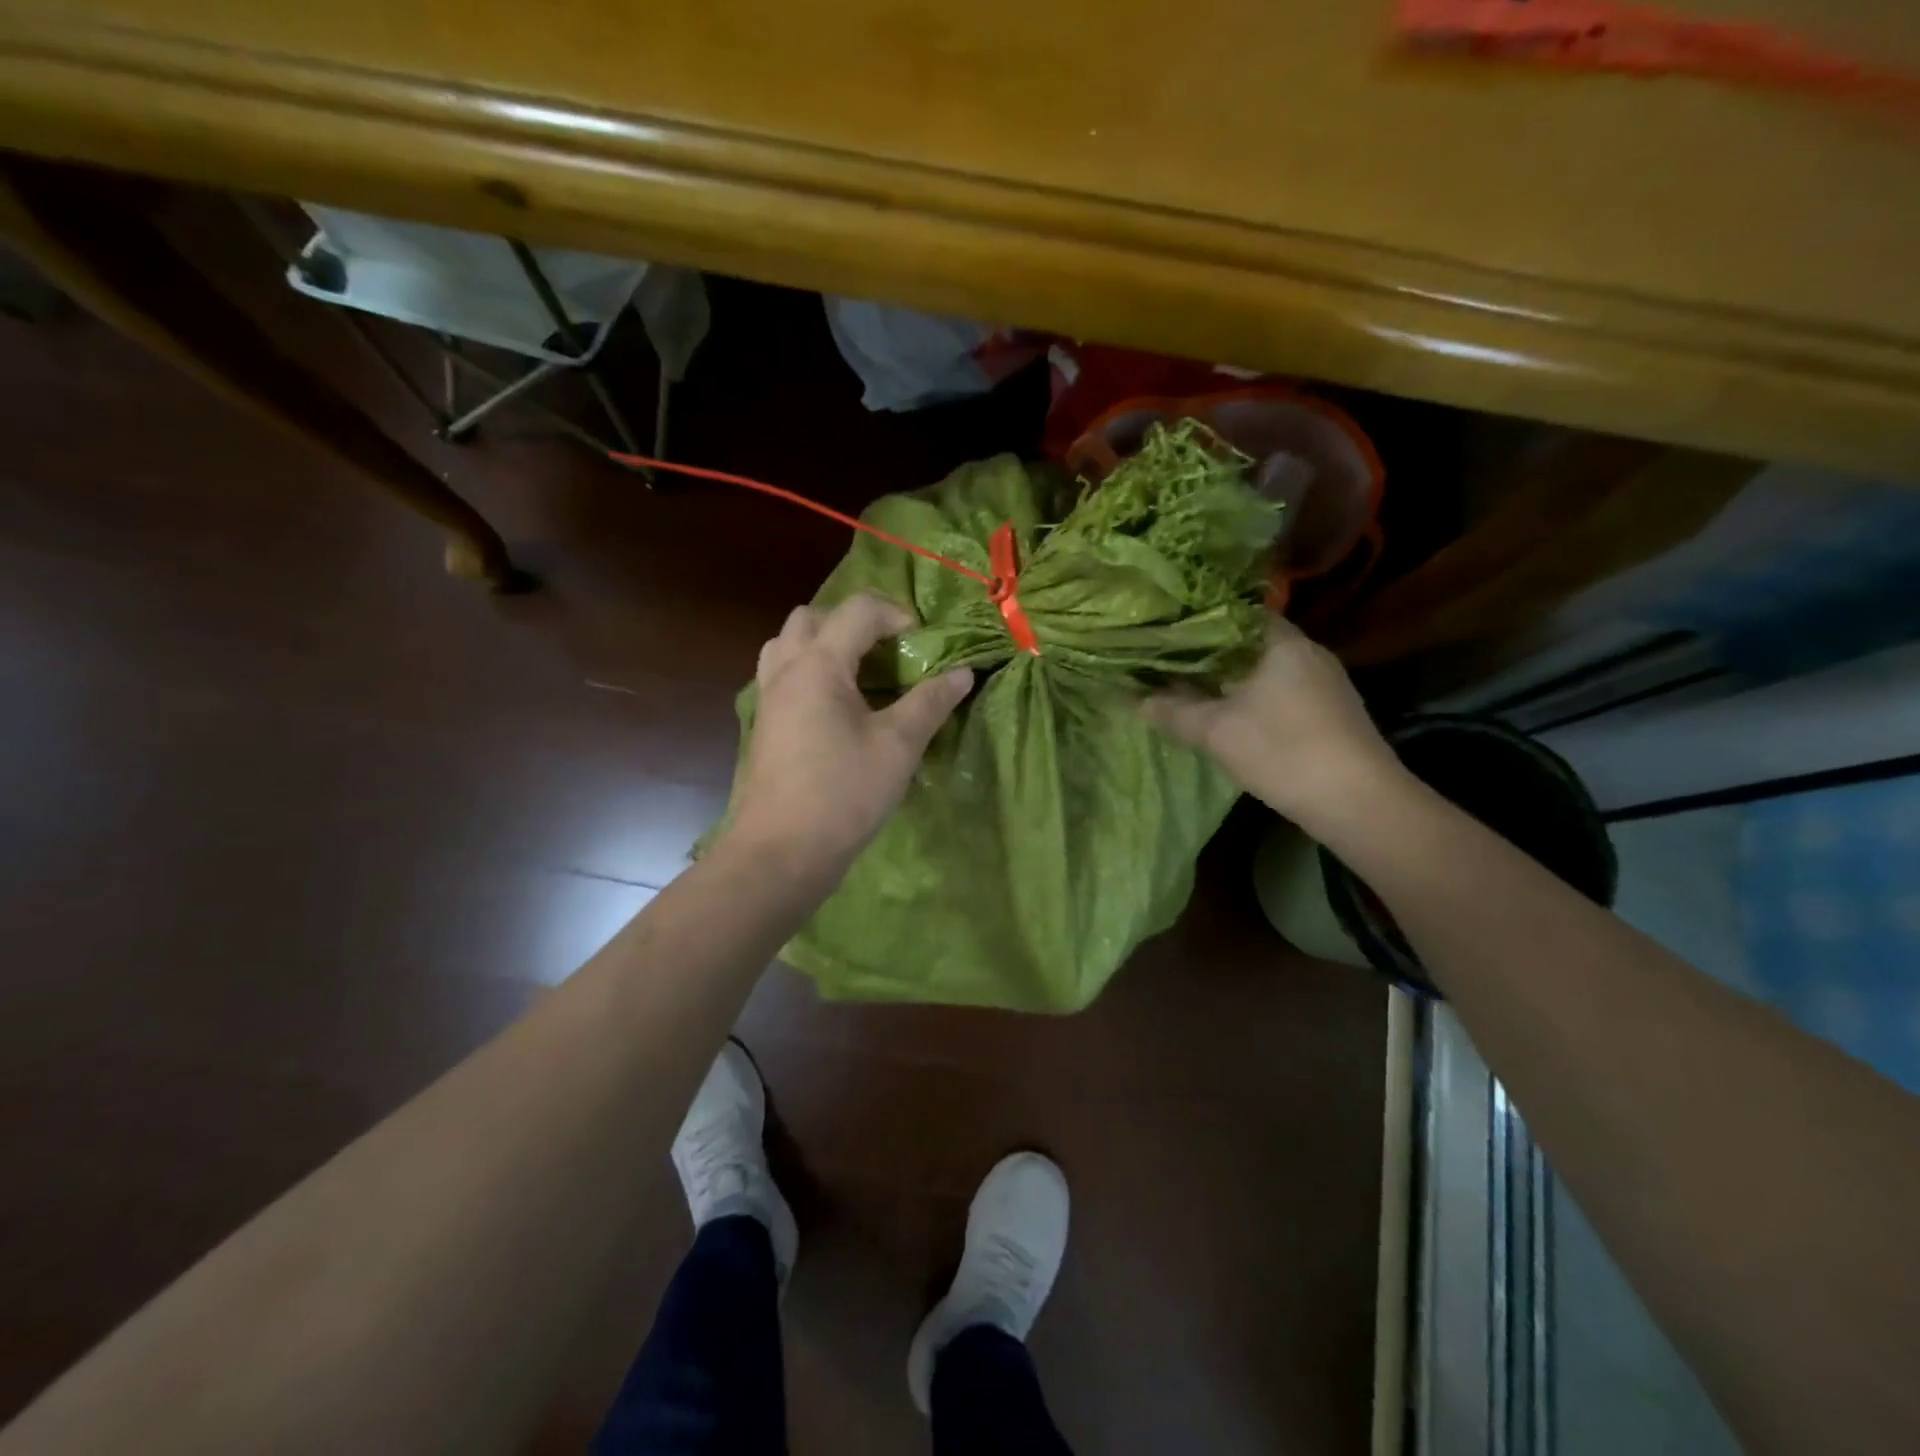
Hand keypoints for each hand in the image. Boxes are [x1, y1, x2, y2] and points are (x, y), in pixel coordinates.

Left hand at [726, 594, 971, 873]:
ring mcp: (767, 698)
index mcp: (818, 665)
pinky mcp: (764, 725)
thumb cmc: (843, 793)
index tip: (922, 642)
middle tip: (886, 650)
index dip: (895, 614)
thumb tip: (963, 672)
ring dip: (823, 644)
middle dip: (852, 622)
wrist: (781, 851)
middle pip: (811, 617)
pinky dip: (808, 671)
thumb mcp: (898, 746)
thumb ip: (930, 702)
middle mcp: (785, 670)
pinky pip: (782, 675)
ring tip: (858, 672)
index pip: (858, 611)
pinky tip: (836, 707)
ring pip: (788, 644)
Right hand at [1141, 614, 1402, 828]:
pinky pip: (1282, 689)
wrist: (1358, 801)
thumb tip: (1136, 699)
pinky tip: (1233, 716)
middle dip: (1209, 654)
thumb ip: (1172, 711)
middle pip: (1248, 642)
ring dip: (1232, 678)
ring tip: (1193, 689)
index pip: (1232, 614)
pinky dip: (1254, 696)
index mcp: (1281, 641)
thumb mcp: (1215, 731)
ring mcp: (1325, 681)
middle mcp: (1308, 651)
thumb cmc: (1282, 751)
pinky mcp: (1332, 710)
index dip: (1196, 623)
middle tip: (1170, 664)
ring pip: (1265, 668)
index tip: (1165, 635)